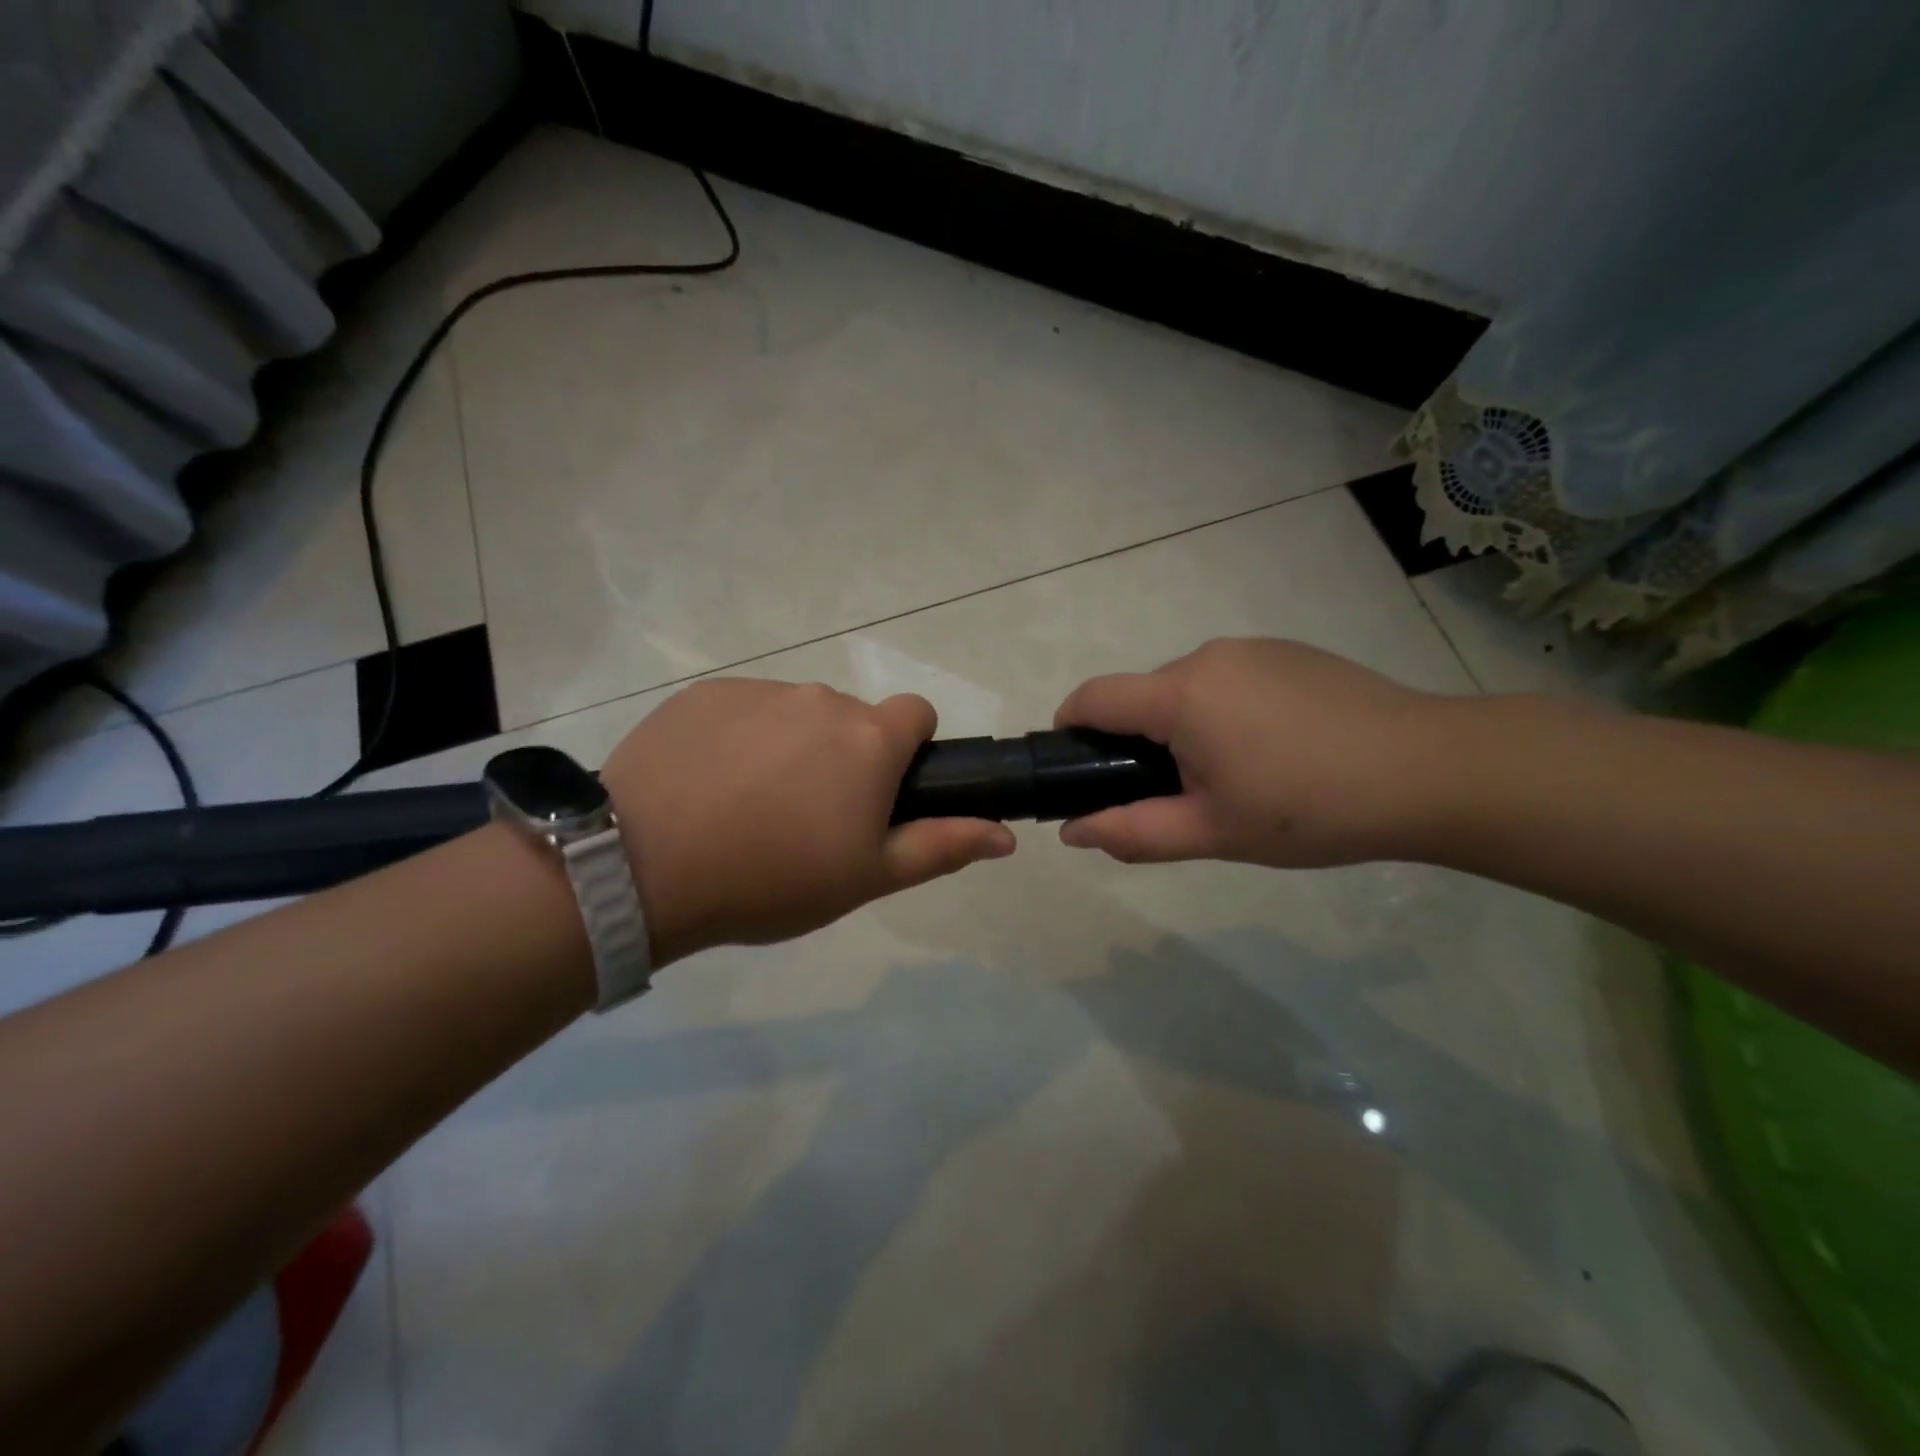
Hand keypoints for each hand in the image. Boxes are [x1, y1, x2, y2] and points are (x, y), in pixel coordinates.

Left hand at [600, 678, 1014, 963]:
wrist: (643, 867)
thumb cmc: (772, 878)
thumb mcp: (867, 876)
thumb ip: (942, 846)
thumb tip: (1007, 834)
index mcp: (868, 737)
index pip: (917, 713)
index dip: (909, 752)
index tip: (880, 796)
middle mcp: (820, 698)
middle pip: (853, 719)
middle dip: (846, 757)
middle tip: (808, 819)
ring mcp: (758, 690)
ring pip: (797, 714)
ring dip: (792, 747)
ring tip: (751, 807)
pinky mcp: (704, 693)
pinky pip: (743, 710)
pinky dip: (741, 739)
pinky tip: (709, 787)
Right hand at [1052, 638, 1460, 867]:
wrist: (1433, 771)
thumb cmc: (1311, 807)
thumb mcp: (1213, 832)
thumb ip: (1133, 831)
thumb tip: (1073, 830)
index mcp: (1180, 694)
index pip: (1092, 698)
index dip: (1069, 730)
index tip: (1078, 770)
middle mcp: (1209, 656)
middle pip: (1143, 697)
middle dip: (1139, 743)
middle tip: (1177, 797)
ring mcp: (1255, 650)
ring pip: (1189, 690)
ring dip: (1186, 729)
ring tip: (1236, 779)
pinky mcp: (1291, 654)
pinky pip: (1231, 681)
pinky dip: (1226, 713)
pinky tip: (1275, 752)